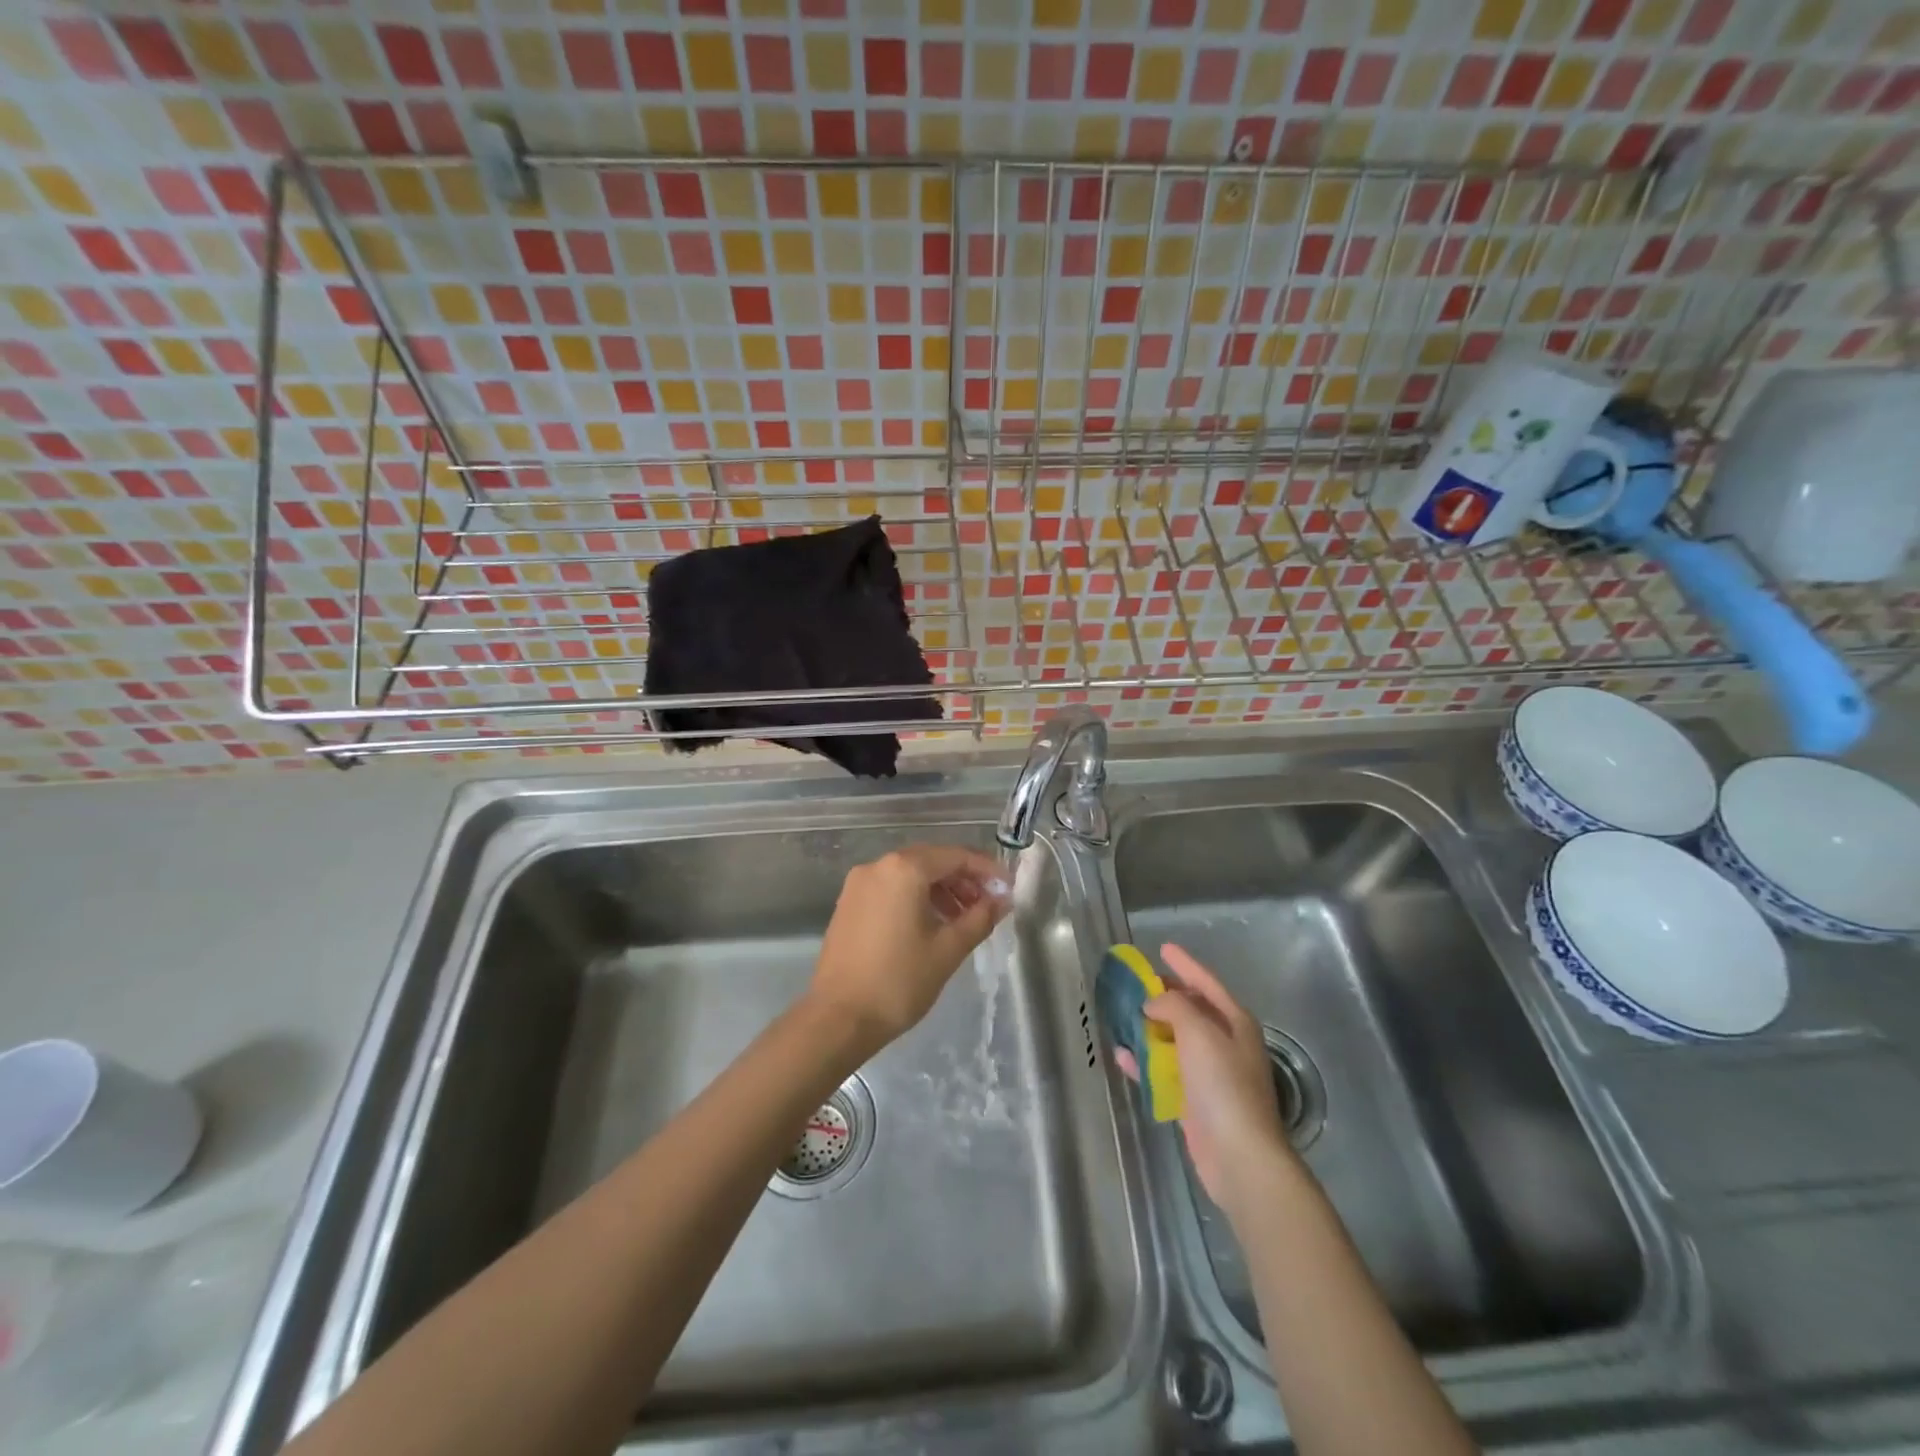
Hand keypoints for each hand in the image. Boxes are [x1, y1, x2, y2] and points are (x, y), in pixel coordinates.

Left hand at [807, 844, 1009, 1056]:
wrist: (838, 1018)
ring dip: (940, 889)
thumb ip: (980, 918)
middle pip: (932, 860)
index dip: (986, 870)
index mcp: (904, 869)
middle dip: (964, 879)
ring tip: (963, 919)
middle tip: (988, 905)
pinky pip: (891, 888)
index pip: (956, 856)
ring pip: (910, 874)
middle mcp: (878, 866)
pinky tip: (931, 924)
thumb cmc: (899, 981)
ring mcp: (859, 883)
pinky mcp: (848, 903)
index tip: (1007, 889)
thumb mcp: (948, 949)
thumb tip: (1002, 900)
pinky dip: (915, 897)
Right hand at [1117, 943, 1289, 1209]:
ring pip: (1175, 1040)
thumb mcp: (1199, 1032)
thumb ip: (1174, 1006)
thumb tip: (1153, 1003)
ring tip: (1123, 1015)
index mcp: (1235, 1023)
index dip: (1185, 964)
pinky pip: (1165, 1071)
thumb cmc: (1223, 1085)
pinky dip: (1145, 1062)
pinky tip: (1122, 1055)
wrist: (1239, 1155)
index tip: (1163, 947)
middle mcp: (1225, 1044)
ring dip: (1150, 1028)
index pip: (1207, 983)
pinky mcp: (1194, 1101)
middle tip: (1137, 983)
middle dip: (1165, 996)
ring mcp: (1210, 1074)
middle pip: (1191, 1010)